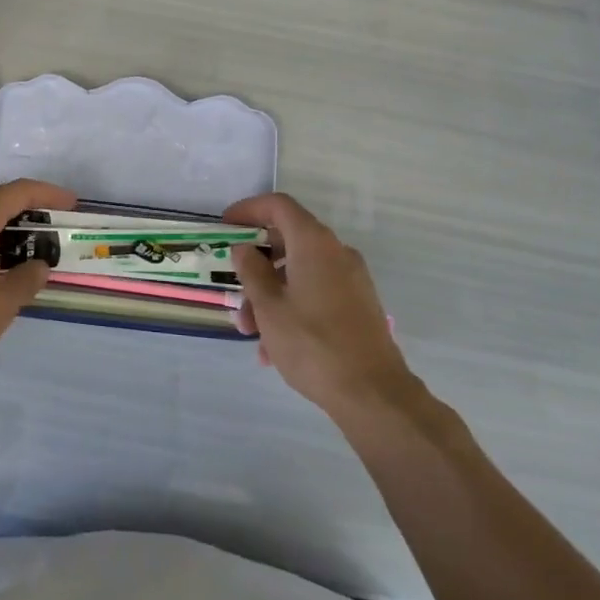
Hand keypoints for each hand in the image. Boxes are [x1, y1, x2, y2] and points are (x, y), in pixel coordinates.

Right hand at [224, 193, 414, 420]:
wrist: (373, 394)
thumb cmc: (312, 343)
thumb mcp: (269, 307)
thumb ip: (251, 271)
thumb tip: (245, 248)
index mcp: (314, 243)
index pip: (279, 206)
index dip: (249, 210)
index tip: (226, 226)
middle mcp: (337, 252)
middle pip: (288, 242)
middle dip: (256, 267)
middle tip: (235, 294)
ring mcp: (352, 279)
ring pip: (300, 273)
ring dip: (271, 295)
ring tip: (252, 335)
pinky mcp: (359, 305)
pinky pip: (317, 293)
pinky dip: (293, 307)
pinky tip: (275, 349)